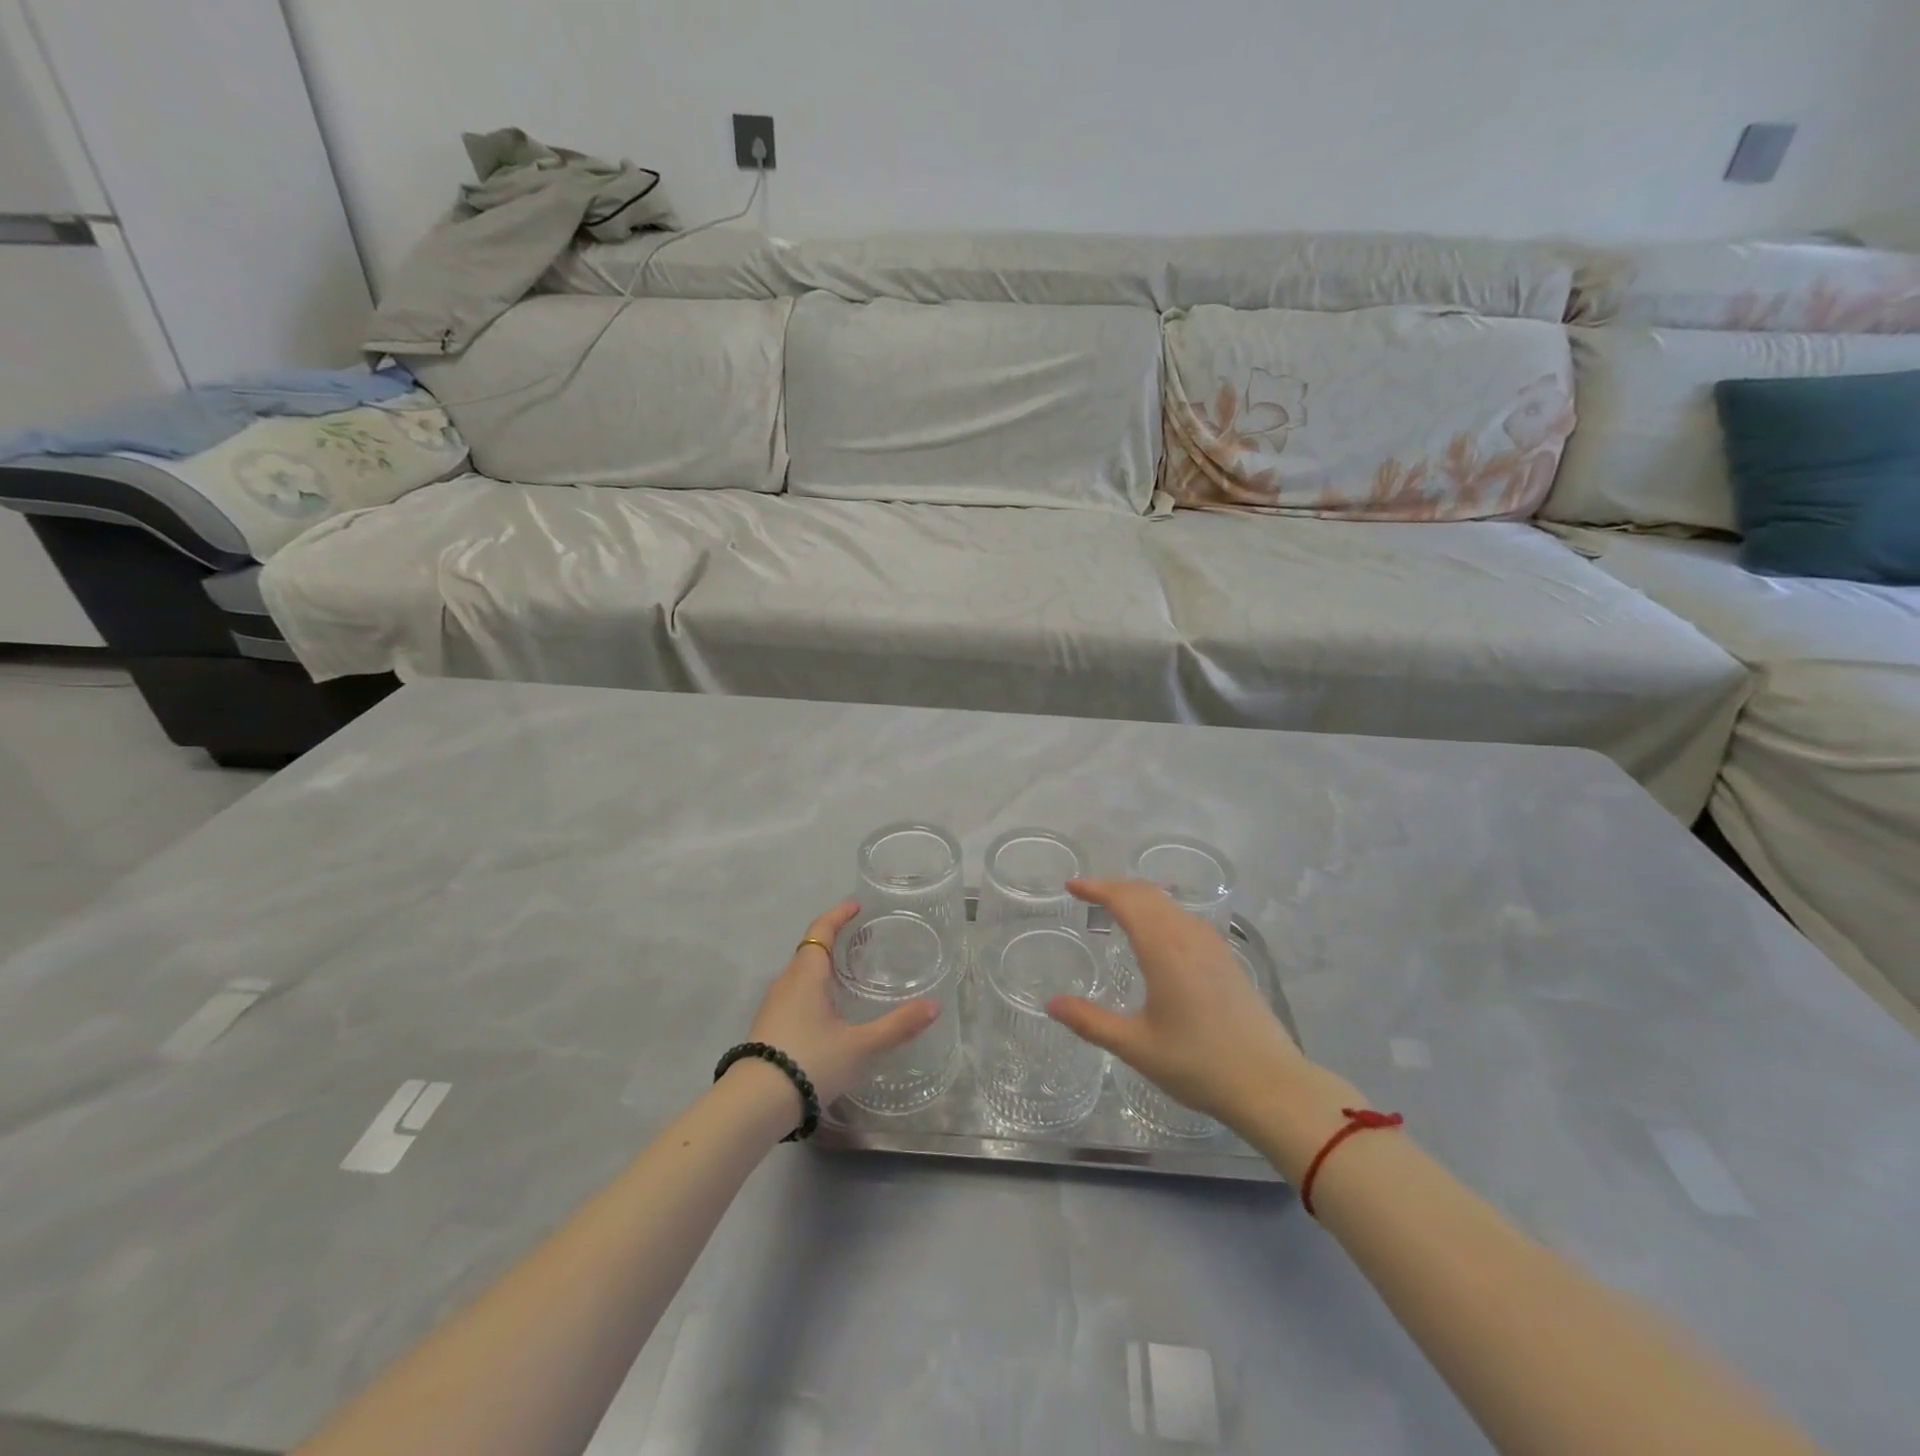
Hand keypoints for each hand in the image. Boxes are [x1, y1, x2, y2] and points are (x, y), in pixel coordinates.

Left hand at [743, 902, 940, 1108]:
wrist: (754, 1104)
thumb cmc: (811, 1061)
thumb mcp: (860, 1045)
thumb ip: (898, 1026)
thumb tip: (934, 1006)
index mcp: (807, 974)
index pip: (821, 930)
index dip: (838, 915)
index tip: (856, 906)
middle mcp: (786, 982)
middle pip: (811, 949)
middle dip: (834, 940)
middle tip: (862, 941)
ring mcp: (773, 1005)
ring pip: (801, 973)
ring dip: (823, 966)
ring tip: (848, 974)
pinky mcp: (768, 1026)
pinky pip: (795, 993)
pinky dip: (814, 988)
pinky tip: (828, 1010)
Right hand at [1045, 879, 1312, 1135]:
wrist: (1271, 1084)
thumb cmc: (1198, 1064)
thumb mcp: (1136, 1046)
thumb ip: (1090, 1022)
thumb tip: (1051, 1003)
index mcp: (1163, 948)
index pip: (1124, 899)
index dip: (1096, 888)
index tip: (1071, 887)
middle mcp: (1188, 935)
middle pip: (1147, 893)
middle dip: (1114, 887)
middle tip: (1087, 895)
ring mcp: (1212, 944)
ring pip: (1169, 903)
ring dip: (1139, 897)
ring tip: (1116, 909)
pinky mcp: (1227, 958)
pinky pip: (1185, 918)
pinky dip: (1160, 911)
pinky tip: (1157, 934)